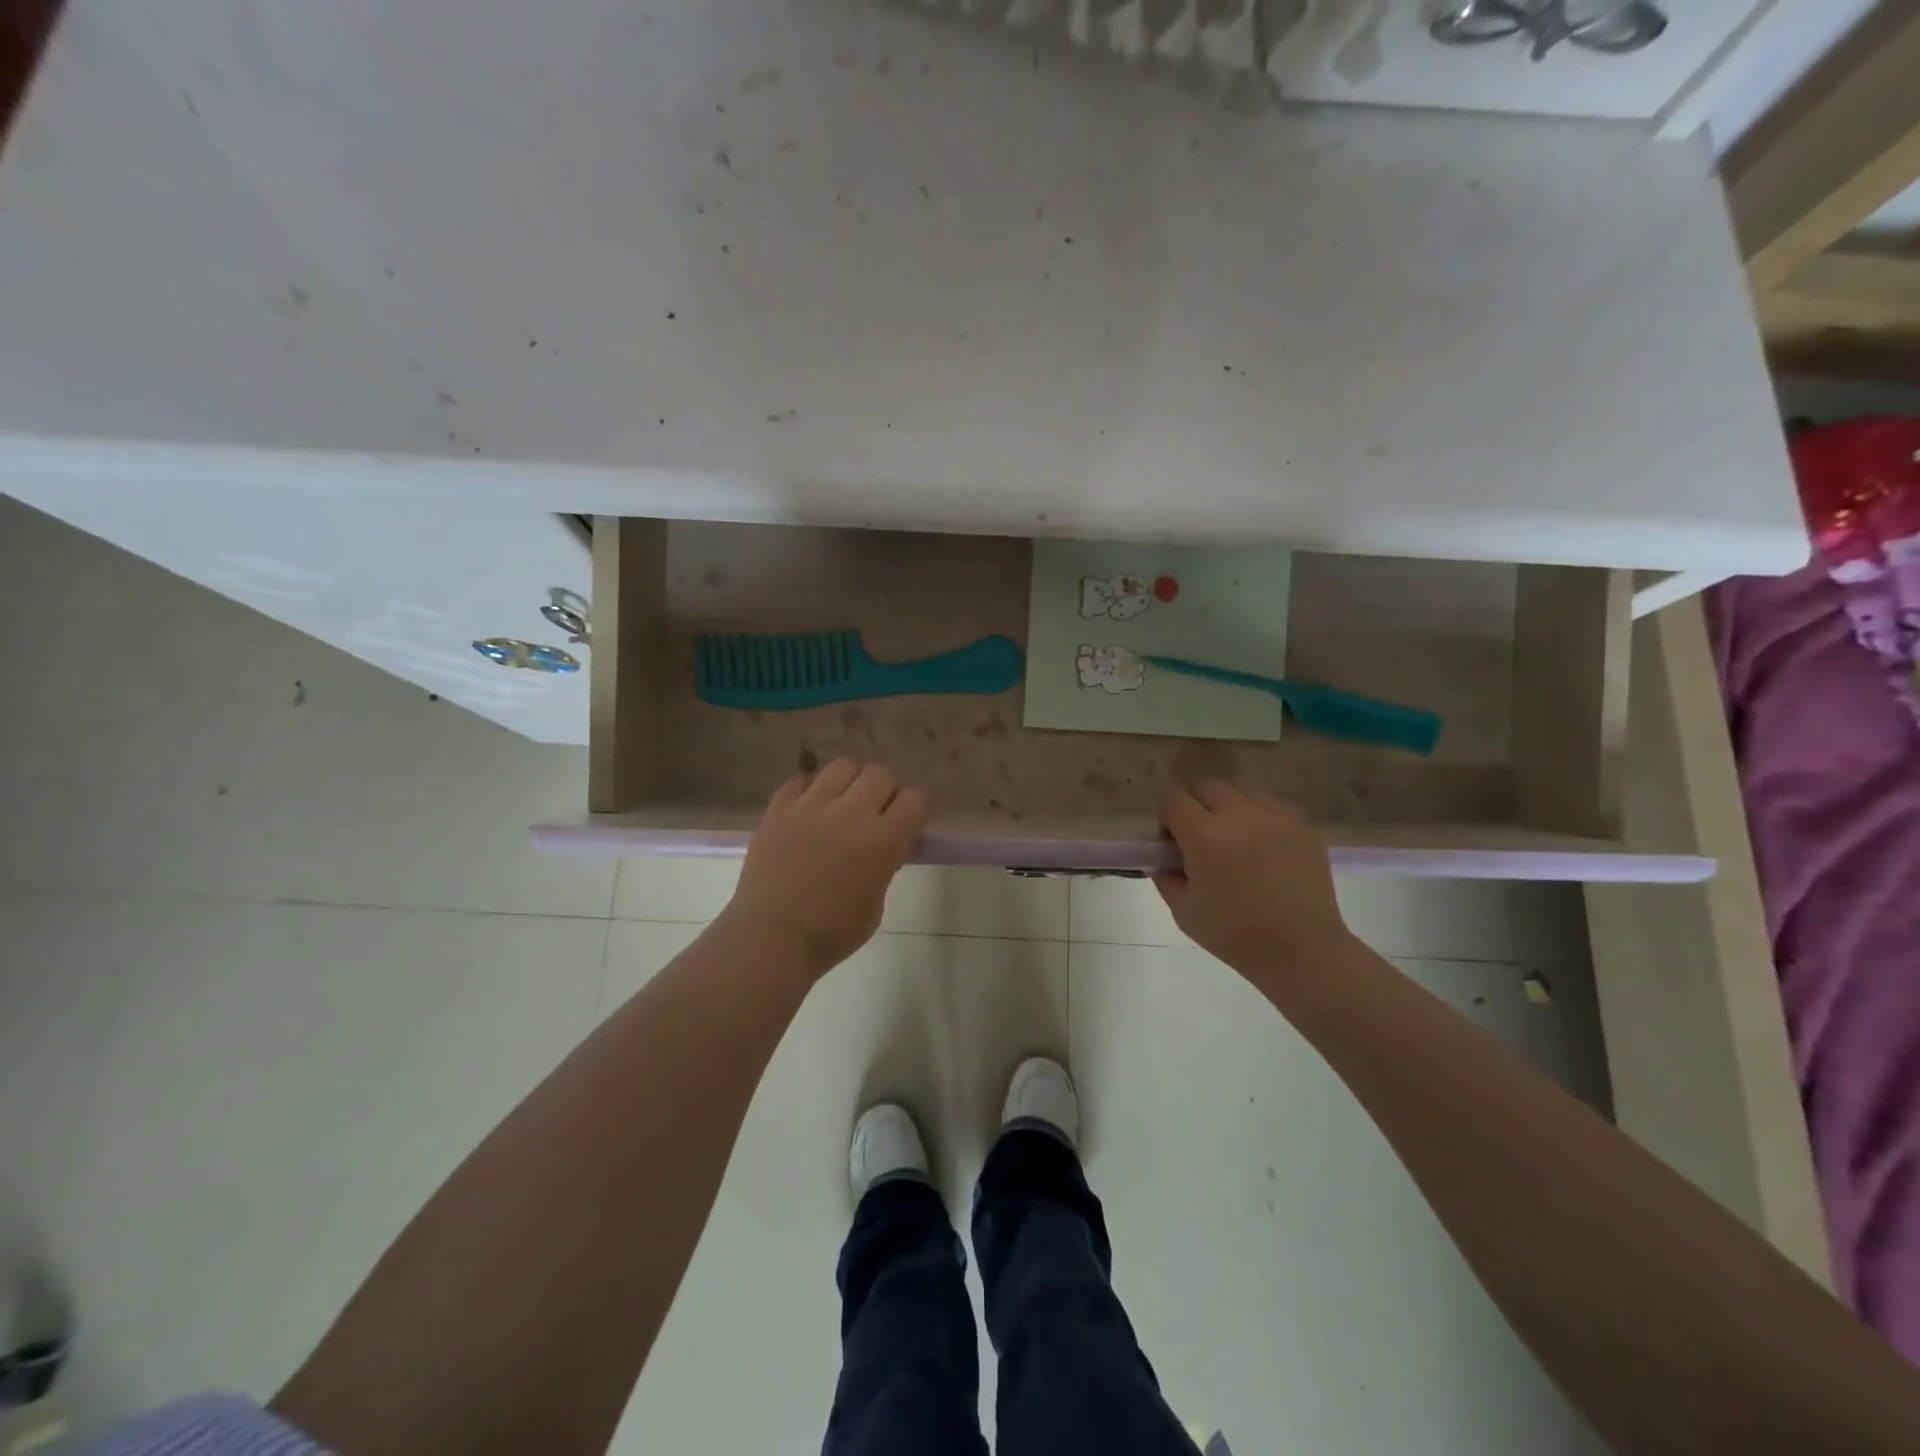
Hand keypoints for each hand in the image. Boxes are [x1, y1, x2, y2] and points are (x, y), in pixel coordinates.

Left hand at [722, 761, 927, 978]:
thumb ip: (885, 866)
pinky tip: (806, 813)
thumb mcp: (876, 905)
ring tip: (840, 806)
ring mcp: (811, 805)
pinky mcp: (779, 808)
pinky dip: (808, 792)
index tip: (905, 823)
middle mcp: (851, 812)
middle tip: (873, 814)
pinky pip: (800, 781)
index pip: (915, 799)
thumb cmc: (831, 933)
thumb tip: (884, 847)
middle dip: (883, 791)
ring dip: (848, 784)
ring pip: (842, 767)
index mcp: (883, 840)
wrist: (770, 939)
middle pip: (880, 773)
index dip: (913, 810)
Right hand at [1155, 781, 1354, 982]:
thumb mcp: (1184, 912)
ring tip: (1232, 834)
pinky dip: (1258, 814)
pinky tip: (1261, 843)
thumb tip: (1160, 860)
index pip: (1172, 799)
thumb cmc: (1236, 936)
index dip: (1165, 816)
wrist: (1302, 951)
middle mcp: (1239, 815)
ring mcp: (1275, 816)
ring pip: (1241, 787)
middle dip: (1194, 803)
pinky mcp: (1302, 825)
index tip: (1170, 841)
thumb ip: (1165, 878)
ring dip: (1227, 804)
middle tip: (1198, 834)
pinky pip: (1272, 803)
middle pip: (1205, 785)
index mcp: (1204, 836)